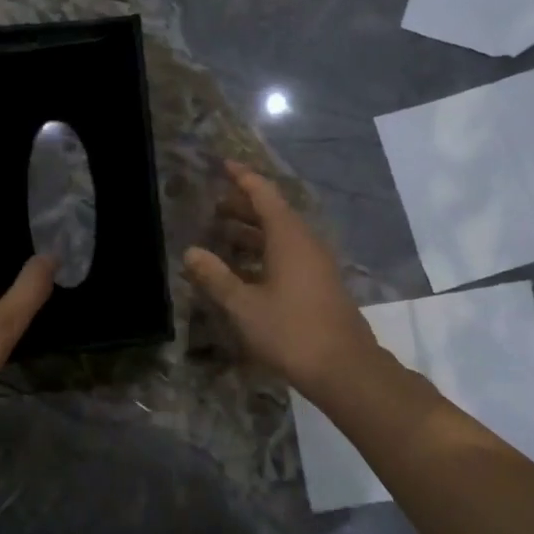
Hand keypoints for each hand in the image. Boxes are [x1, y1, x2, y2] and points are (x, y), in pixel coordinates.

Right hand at [184, 160, 382, 402]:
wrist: (344, 368)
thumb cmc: (290, 331)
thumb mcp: (243, 305)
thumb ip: (216, 277)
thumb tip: (190, 252)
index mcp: (288, 237)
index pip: (264, 194)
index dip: (243, 178)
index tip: (224, 165)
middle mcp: (305, 242)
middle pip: (273, 212)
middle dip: (244, 205)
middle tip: (214, 205)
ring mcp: (316, 264)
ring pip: (281, 235)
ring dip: (253, 230)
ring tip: (223, 233)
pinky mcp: (320, 283)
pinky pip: (289, 254)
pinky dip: (265, 251)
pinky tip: (246, 268)